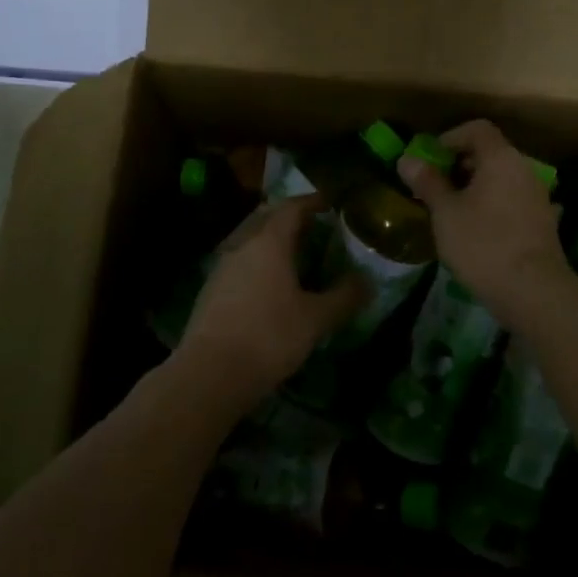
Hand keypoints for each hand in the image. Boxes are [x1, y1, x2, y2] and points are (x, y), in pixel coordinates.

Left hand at [174, 195, 368, 405]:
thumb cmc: (270, 337)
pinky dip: (258, 263)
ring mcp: (222, 267)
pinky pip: (240, 263)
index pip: (292, 207)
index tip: (331, 204)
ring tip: (296, 258)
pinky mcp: (210, 290)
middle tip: (315, 229)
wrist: (210, 374)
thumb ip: (344, 297)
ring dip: (272, 241)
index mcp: (269, 242)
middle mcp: (242, 245)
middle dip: (291, 219)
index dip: (313, 202)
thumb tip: (367, 281)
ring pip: (250, 241)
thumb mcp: (316, 319)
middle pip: (267, 219)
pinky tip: (270, 286)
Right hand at [396, 120, 571, 328]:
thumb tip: (407, 159)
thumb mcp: (446, 213)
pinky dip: (492, 206)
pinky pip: (512, 201)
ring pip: (501, 179)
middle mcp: (524, 169)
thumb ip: (428, 183)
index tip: (429, 160)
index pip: (477, 129)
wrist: (533, 290)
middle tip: (434, 188)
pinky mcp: (542, 222)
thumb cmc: (483, 244)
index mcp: (501, 158)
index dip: (450, 138)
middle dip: (459, 165)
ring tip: (451, 212)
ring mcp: (538, 196)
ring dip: (475, 188)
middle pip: (490, 153)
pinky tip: (476, 231)